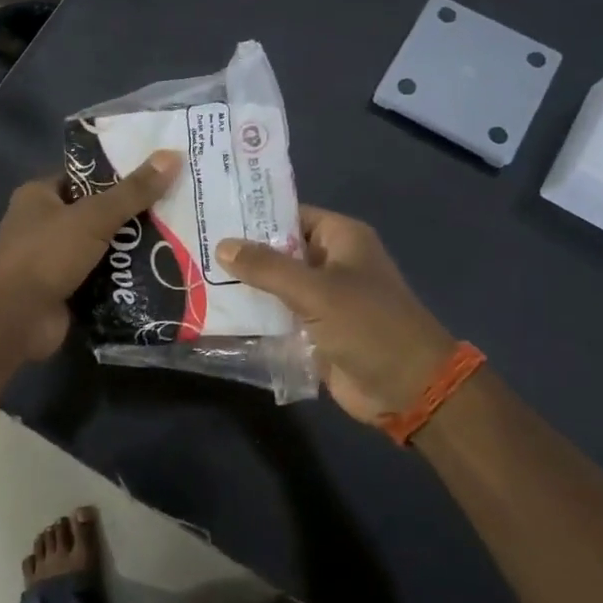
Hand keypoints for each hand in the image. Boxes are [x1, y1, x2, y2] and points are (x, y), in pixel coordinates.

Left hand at [0, 151, 182, 359]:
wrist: (14, 320)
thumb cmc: (46, 255)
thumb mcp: (93, 217)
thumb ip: (133, 191)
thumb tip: (173, 156)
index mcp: (39, 196)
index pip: (84, 177)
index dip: (118, 174)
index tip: (157, 173)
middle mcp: (42, 224)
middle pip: (96, 213)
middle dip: (131, 215)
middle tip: (175, 208)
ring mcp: (51, 260)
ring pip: (100, 247)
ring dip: (130, 249)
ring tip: (176, 240)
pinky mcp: (63, 291)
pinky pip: (99, 278)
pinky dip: (122, 278)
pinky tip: (158, 275)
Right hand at [217, 208, 456, 425]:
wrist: (409, 389)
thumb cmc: (368, 325)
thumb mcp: (315, 291)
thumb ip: (267, 268)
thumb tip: (223, 245)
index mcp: (341, 239)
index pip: (290, 214)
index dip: (254, 214)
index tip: (212, 213)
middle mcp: (331, 262)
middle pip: (279, 250)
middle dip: (242, 252)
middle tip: (194, 246)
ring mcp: (323, 299)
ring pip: (276, 285)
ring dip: (245, 286)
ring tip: (194, 276)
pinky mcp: (315, 331)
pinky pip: (279, 316)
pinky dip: (256, 316)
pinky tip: (216, 313)